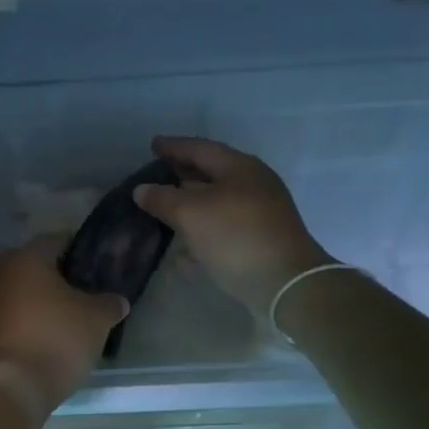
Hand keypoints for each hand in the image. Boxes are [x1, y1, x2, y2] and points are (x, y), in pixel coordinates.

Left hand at [0, 239, 128, 414]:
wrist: (11, 386)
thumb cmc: (56, 339)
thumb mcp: (96, 320)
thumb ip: (109, 303)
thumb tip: (117, 300)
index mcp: (27, 257)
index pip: (57, 240)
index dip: (79, 251)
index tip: (96, 265)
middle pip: (33, 264)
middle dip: (55, 275)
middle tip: (80, 291)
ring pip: (18, 288)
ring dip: (37, 298)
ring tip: (64, 316)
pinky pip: (8, 313)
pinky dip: (24, 318)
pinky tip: (44, 334)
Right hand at [133, 136, 334, 314]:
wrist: (285, 284)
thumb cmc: (236, 237)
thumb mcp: (191, 214)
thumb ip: (162, 199)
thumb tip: (142, 190)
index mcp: (240, 167)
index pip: (200, 148)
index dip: (174, 146)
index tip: (152, 144)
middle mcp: (254, 184)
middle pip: (212, 171)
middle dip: (183, 172)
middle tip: (157, 172)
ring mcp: (261, 212)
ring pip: (219, 199)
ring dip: (192, 200)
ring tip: (166, 204)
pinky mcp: (261, 238)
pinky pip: (224, 223)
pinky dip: (203, 224)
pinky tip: (185, 238)